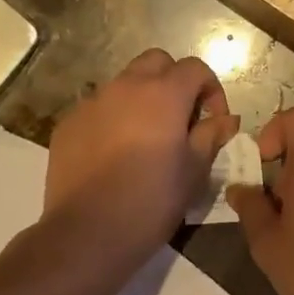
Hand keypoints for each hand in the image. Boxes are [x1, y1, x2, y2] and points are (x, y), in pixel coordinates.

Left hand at [44, 49, 238, 259]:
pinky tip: (114, 154)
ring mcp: (91, 103)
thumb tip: (225, 119)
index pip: (195, 68)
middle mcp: (125, 87)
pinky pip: (98, 108)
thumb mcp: (194, 171)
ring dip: (142, 99)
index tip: (214, 120)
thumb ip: (211, 136)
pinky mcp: (68, 124)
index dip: (211, 89)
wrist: (88, 232)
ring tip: (146, 137)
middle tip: (181, 118)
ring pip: (124, 83)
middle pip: (156, 62)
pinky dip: (113, 119)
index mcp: (163, 95)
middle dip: (174, 81)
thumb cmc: (152, 202)